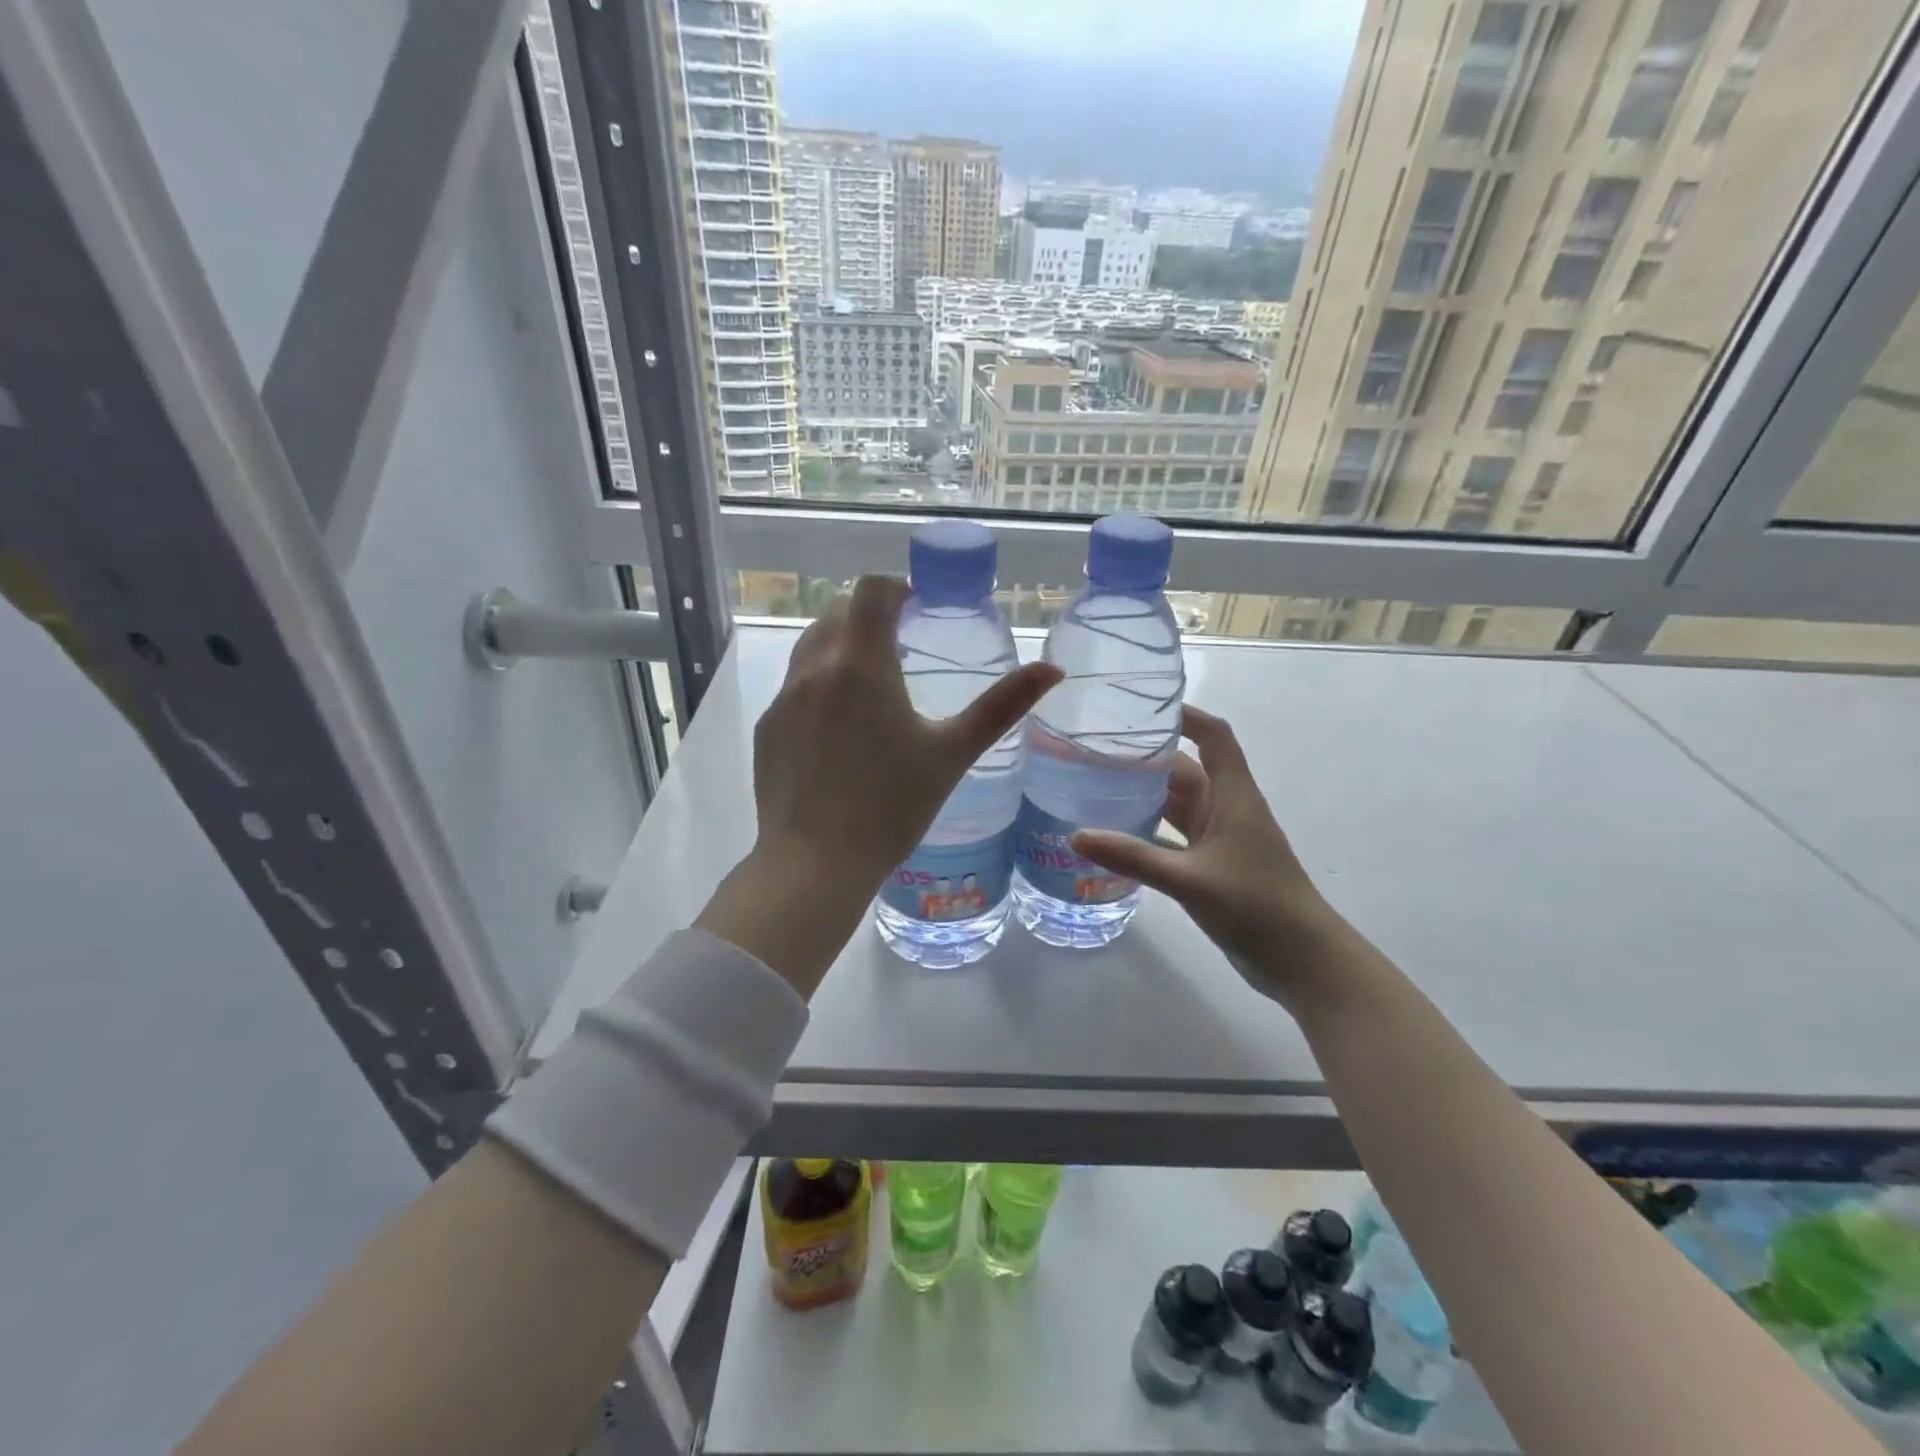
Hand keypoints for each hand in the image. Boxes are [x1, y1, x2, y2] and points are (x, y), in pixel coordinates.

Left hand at [754, 575, 1060, 881]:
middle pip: (837, 612)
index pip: (870, 590)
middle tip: (901, 645)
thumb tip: (1052, 669)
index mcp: (862, 665)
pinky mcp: (767, 727)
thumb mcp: (953, 753)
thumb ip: (1002, 706)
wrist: (816, 863)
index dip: (896, 588)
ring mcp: (784, 698)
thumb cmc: (892, 806)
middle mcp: (815, 669)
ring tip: (871, 684)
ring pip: (811, 646)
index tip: (917, 608)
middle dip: (869, 616)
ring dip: (841, 646)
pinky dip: (819, 685)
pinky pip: (794, 686)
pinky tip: (838, 731)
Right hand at [1071, 705, 1344, 1010]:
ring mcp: (1221, 839)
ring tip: (1096, 788)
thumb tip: (1076, 836)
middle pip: (1186, 769)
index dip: (1185, 715)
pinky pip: (1175, 838)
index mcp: (1232, 795)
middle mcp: (1226, 809)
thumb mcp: (1189, 879)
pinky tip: (1116, 838)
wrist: (1303, 961)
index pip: (1213, 737)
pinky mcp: (1213, 867)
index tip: (1143, 707)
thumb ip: (1133, 857)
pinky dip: (1149, 833)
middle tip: (1096, 753)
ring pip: (1179, 805)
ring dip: (1146, 796)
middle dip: (1147, 759)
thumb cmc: (1256, 905)